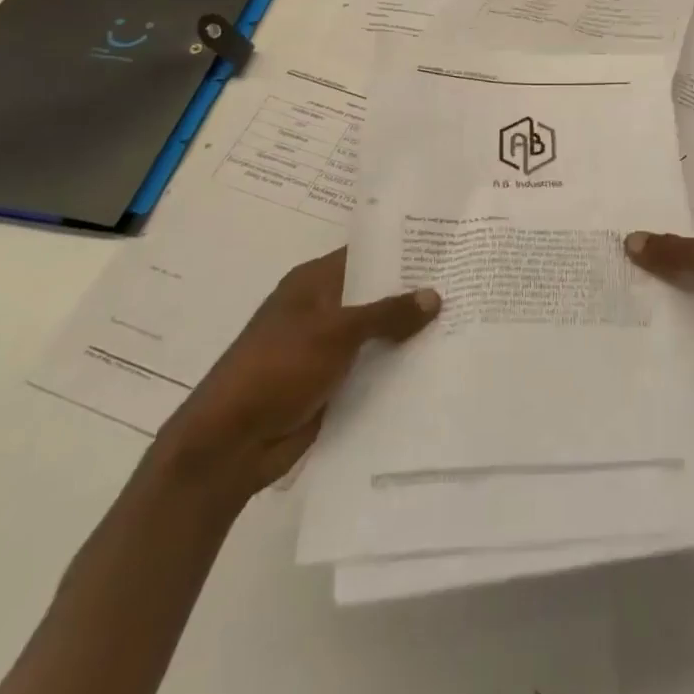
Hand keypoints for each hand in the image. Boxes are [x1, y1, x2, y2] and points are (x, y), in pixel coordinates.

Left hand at [156, 248, 439, 499]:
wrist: (228, 445)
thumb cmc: (277, 369)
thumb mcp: (335, 332)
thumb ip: (387, 313)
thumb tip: (435, 295)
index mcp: (314, 283)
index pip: (367, 254)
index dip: (404, 250)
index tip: (446, 247)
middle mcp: (322, 309)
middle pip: (375, 293)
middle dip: (414, 293)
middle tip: (466, 283)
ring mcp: (326, 348)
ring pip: (377, 332)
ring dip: (409, 333)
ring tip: (463, 322)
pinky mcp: (331, 383)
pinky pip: (372, 366)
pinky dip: (396, 366)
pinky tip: (436, 364)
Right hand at [625, 207, 693, 400]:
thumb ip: (672, 251)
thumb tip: (629, 239)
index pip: (691, 217)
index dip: (661, 224)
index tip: (622, 232)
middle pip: (690, 253)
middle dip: (658, 260)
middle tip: (610, 265)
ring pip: (692, 286)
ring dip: (666, 292)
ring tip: (616, 294)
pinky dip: (679, 318)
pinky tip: (643, 323)